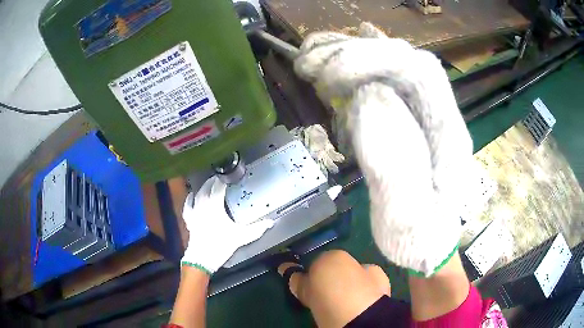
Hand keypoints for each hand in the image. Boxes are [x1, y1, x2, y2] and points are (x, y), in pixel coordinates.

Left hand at [181, 176, 273, 273]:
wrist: (203, 258)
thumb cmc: (221, 244)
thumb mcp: (242, 237)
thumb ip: (257, 229)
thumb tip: (271, 222)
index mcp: (215, 205)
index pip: (218, 187)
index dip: (224, 180)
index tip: (230, 176)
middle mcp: (203, 204)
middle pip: (207, 187)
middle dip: (214, 181)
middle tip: (221, 178)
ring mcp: (194, 211)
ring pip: (198, 194)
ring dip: (203, 187)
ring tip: (209, 184)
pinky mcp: (189, 219)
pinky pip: (188, 205)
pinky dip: (190, 199)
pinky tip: (192, 195)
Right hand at [295, 23, 473, 275]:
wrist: (427, 243)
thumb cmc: (419, 237)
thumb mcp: (407, 215)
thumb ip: (393, 159)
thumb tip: (369, 95)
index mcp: (448, 135)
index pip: (419, 73)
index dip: (374, 61)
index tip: (330, 77)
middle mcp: (437, 115)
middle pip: (401, 61)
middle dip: (353, 54)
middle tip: (309, 62)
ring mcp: (421, 114)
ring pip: (388, 66)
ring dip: (347, 56)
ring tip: (310, 60)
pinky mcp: (404, 120)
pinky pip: (379, 82)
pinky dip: (350, 70)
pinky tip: (330, 69)